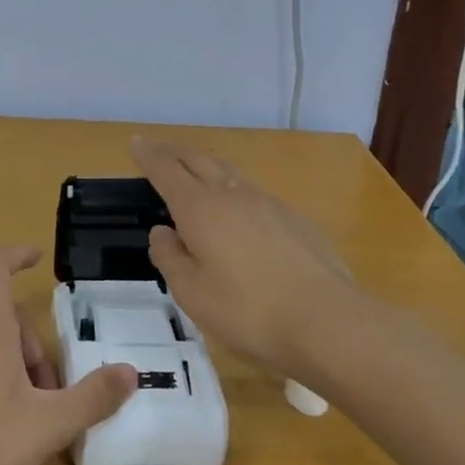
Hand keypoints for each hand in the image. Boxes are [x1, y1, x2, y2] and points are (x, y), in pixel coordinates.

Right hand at [131, 136, 357, 380]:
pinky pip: (254, 194)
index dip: (149, 155)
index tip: (136, 143)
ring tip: (196, 173)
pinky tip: (239, 214)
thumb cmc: (249, 311)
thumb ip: (170, 257)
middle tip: (159, 149)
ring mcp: (268, 203)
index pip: (166, 170)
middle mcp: (232, 194)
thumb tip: (163, 232)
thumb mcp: (192, 293)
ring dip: (206, 166)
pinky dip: (235, 191)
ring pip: (229, 172)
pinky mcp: (294, 219)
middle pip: (198, 159)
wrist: (329, 321)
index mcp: (200, 209)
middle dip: (175, 152)